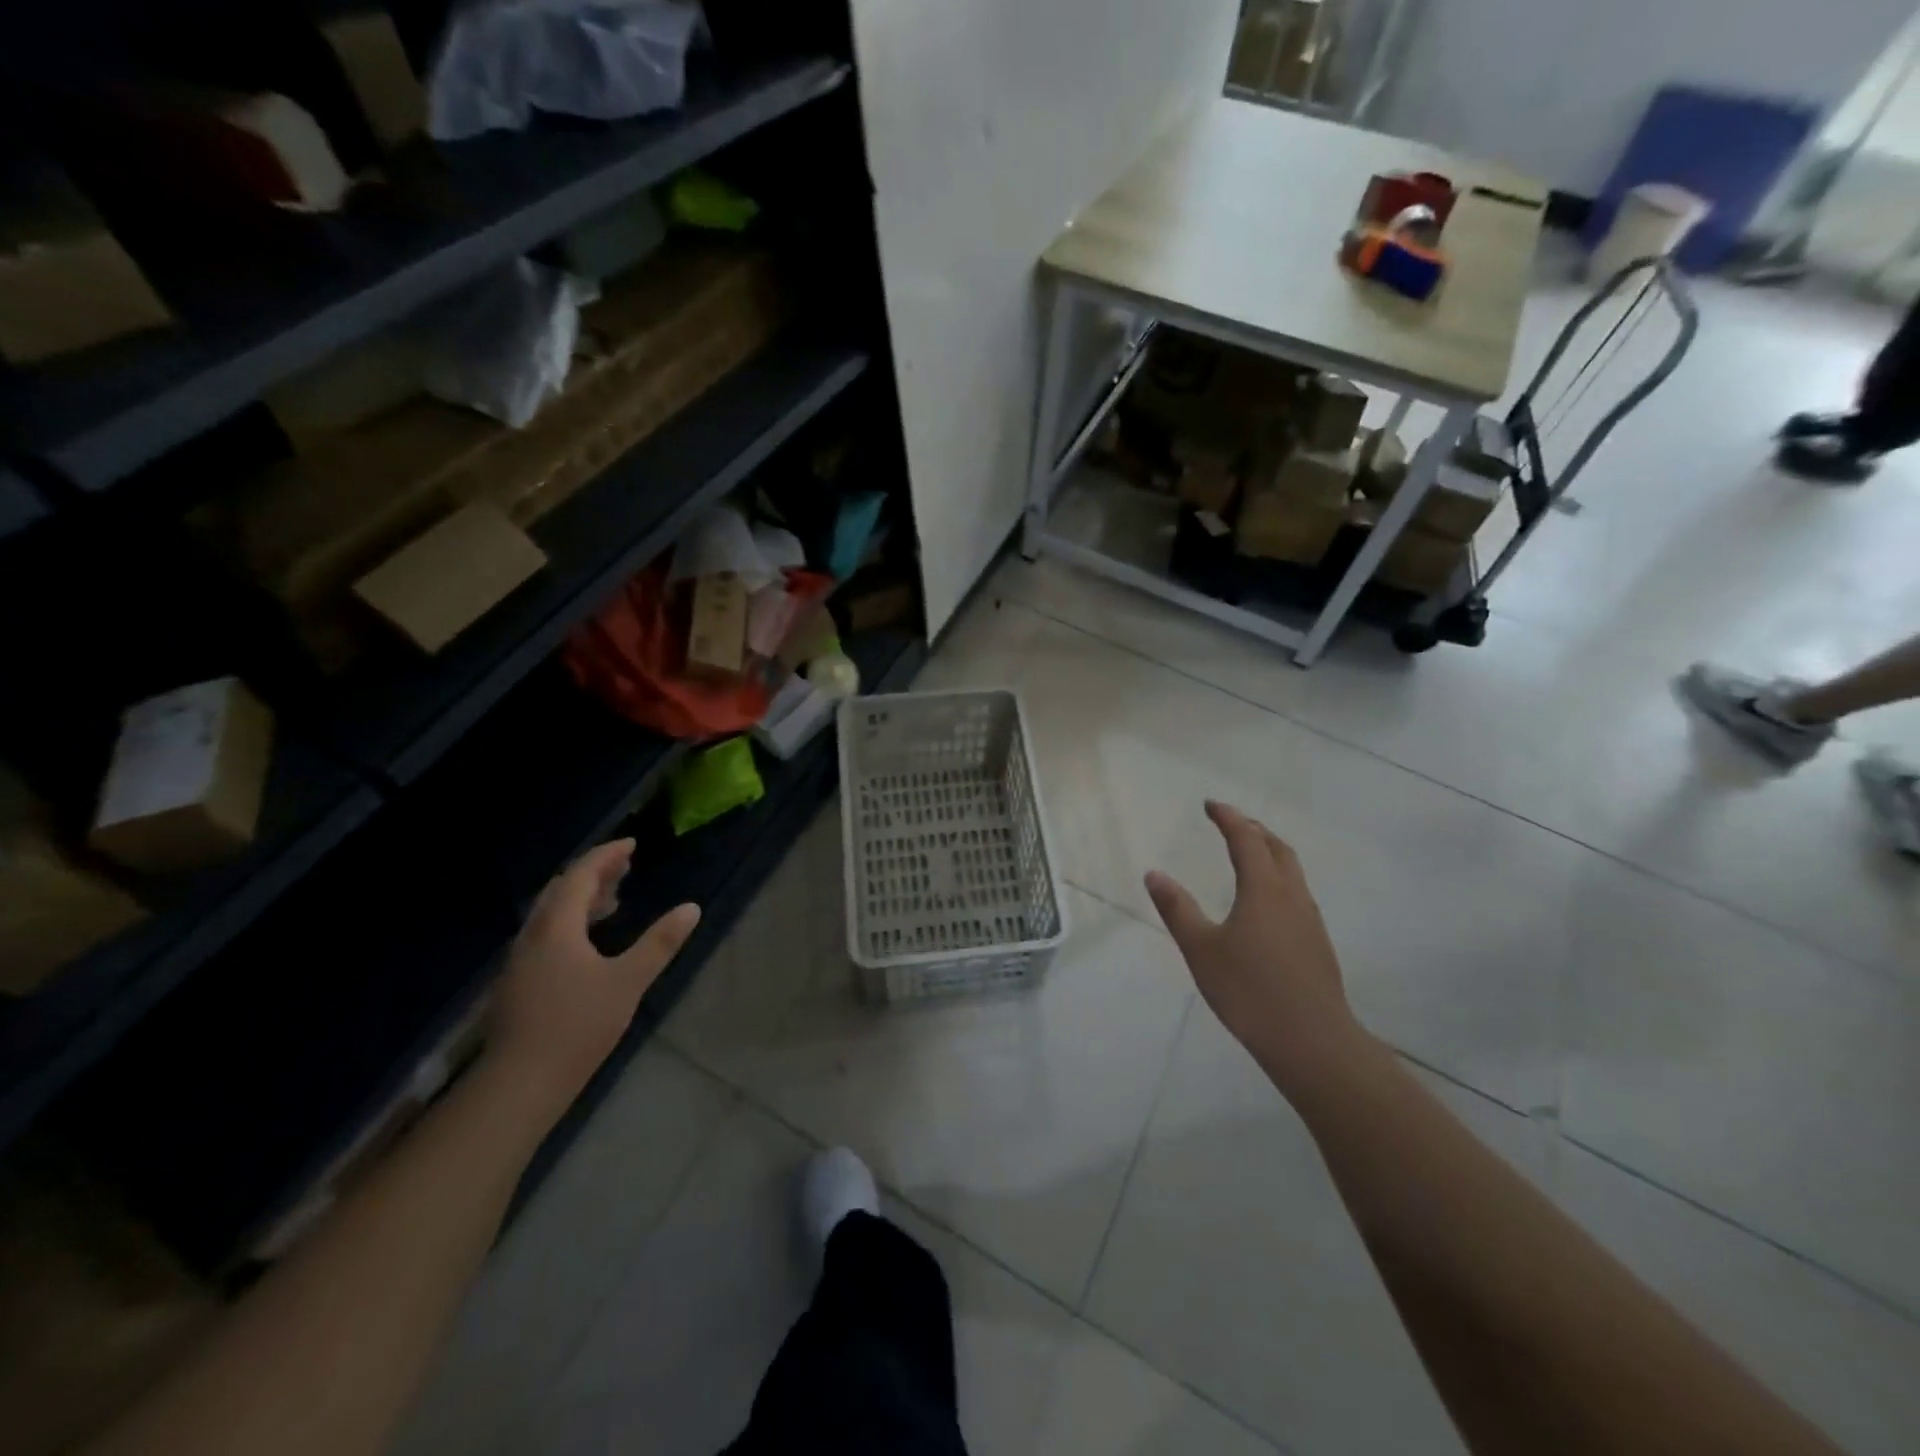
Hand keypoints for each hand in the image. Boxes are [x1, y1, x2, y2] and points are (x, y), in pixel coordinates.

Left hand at [488, 840, 699, 1117]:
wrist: (520, 1083)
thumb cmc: (577, 1026)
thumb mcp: (628, 981)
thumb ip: (660, 943)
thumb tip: (692, 908)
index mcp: (556, 927)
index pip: (579, 876)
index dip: (606, 856)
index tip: (631, 844)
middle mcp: (532, 936)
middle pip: (560, 890)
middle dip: (593, 873)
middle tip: (625, 867)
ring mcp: (520, 960)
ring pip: (550, 913)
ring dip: (581, 898)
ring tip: (613, 899)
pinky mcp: (519, 982)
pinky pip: (546, 933)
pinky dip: (571, 922)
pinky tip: (588, 942)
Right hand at [1145, 802, 1367, 1098]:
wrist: (1312, 1041)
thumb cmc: (1249, 991)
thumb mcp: (1201, 949)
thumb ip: (1177, 909)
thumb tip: (1154, 874)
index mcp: (1263, 889)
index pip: (1246, 839)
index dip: (1228, 817)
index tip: (1210, 805)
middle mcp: (1291, 895)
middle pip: (1277, 848)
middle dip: (1254, 830)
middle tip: (1230, 824)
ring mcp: (1309, 919)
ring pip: (1292, 871)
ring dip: (1270, 853)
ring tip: (1248, 856)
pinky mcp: (1317, 943)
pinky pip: (1296, 894)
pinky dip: (1278, 879)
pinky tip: (1264, 904)